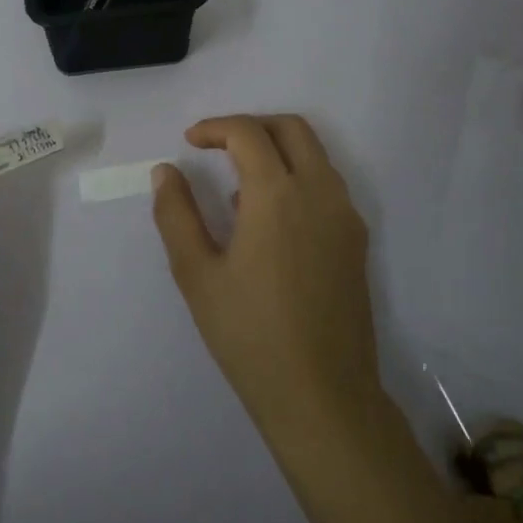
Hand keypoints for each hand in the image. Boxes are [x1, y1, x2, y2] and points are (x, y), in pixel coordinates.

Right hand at [151, 114, 380, 445]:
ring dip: (277, 150)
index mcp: (278, 194)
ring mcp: (346, 216)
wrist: (322, 395)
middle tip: (217, 147)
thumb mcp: (197, 274)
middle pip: (291, 128)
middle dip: (251, 126)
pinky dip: (297, 177)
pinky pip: (327, 185)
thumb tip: (166, 171)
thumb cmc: (250, 334)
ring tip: (238, 185)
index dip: (215, 128)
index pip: (248, 133)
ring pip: (315, 154)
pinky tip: (269, 219)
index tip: (189, 142)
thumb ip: (177, 214)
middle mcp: (320, 192)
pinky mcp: (357, 241)